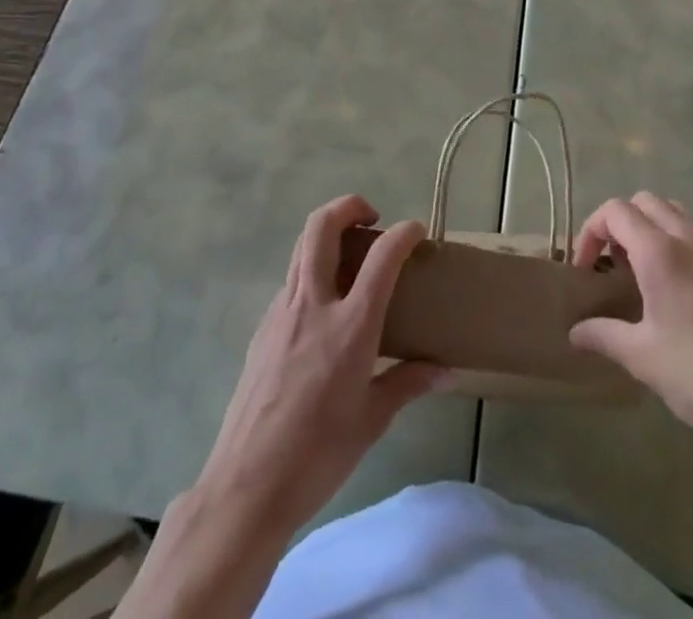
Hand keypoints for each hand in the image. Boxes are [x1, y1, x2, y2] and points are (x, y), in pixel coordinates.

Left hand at [192, 194, 446, 535]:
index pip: (383, 257)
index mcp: (350, 325)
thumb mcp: (373, 420)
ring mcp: (281, 312)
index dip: (404, 234)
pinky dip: (311, 271)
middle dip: (349, 206)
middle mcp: (313, 304)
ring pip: (301, 247)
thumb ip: (409, 383)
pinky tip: (324, 307)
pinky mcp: (262, 328)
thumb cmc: (319, 455)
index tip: (417, 231)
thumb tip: (446, 371)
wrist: (246, 487)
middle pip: (322, 226)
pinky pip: (290, 281)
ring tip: (351, 256)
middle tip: (372, 219)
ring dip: (327, 234)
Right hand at [568, 192, 692, 452]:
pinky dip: (675, 237)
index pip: (615, 211)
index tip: (586, 268)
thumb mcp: (642, 358)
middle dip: (619, 223)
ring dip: (648, 226)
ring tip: (640, 269)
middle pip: (644, 202)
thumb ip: (604, 335)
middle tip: (610, 263)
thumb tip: (574, 332)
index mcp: (660, 252)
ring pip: (672, 211)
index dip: (592, 230)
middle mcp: (688, 237)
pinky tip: (675, 282)